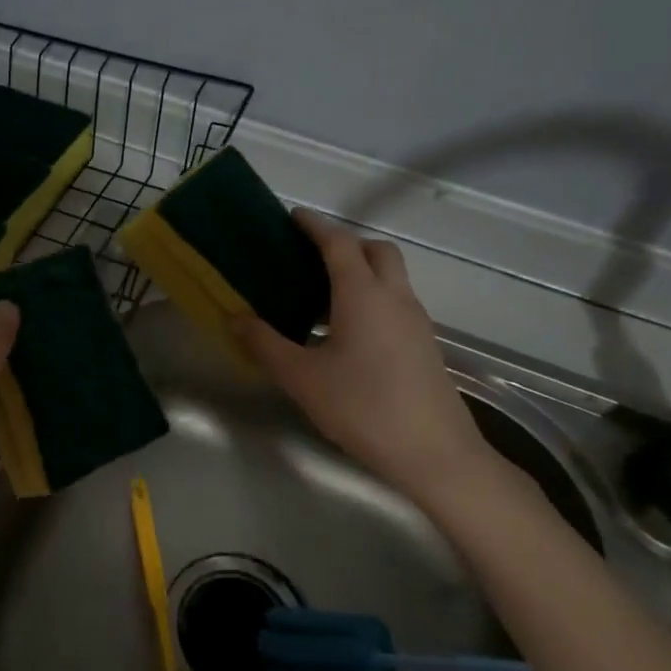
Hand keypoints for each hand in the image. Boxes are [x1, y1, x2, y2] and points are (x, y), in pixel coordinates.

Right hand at [230, 210, 501, 502]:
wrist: (436, 454)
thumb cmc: (363, 408)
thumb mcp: (302, 378)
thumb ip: (265, 345)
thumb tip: (235, 317)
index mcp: (362, 294)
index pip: (339, 242)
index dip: (316, 225)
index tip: (293, 217)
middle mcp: (394, 297)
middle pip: (375, 250)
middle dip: (345, 244)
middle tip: (311, 258)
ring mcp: (416, 321)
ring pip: (390, 277)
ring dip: (361, 272)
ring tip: (322, 298)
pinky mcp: (424, 344)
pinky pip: (396, 302)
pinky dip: (372, 298)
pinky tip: (347, 333)